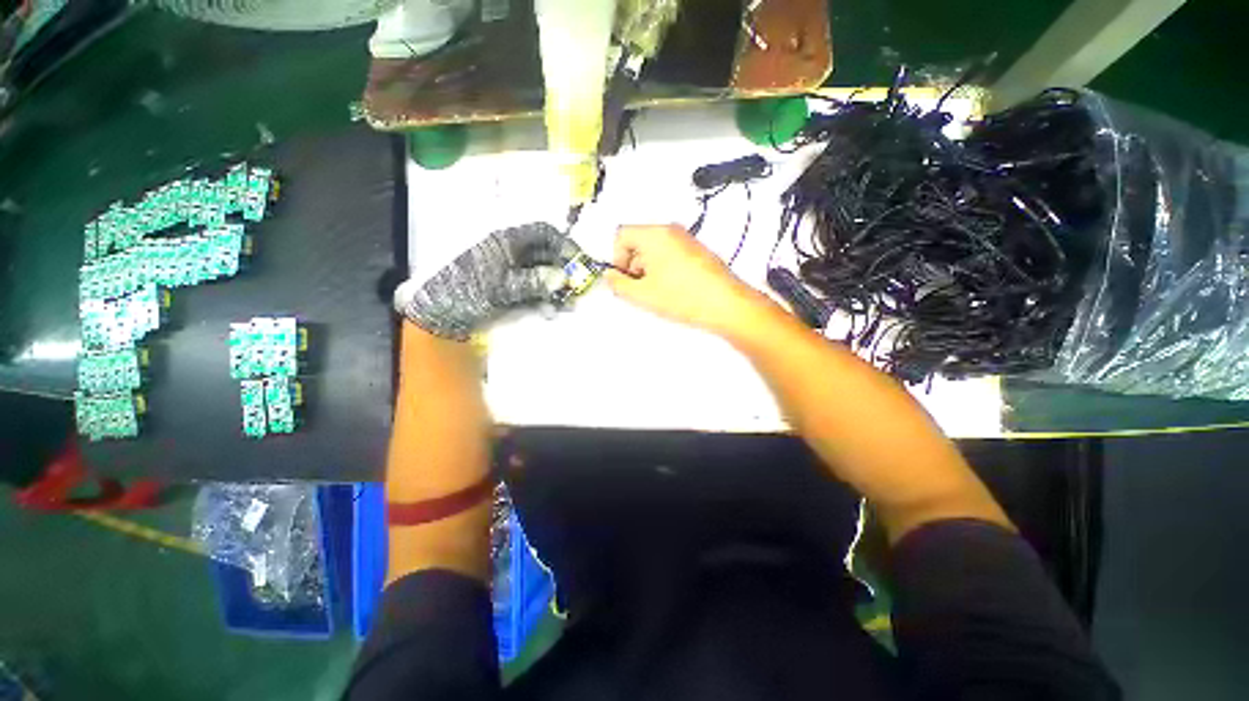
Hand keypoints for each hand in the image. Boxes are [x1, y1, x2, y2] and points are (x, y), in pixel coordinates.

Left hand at [394, 223, 578, 339]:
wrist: (440, 313)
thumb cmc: (468, 292)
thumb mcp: (502, 286)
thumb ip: (534, 281)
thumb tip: (563, 278)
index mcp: (508, 242)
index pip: (543, 233)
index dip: (563, 243)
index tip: (578, 262)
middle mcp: (514, 254)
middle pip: (547, 256)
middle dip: (564, 272)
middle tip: (577, 290)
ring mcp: (513, 274)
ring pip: (543, 276)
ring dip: (557, 290)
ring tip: (566, 306)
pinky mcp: (511, 291)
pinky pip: (535, 292)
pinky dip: (545, 300)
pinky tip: (550, 312)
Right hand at [606, 224, 764, 335]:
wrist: (726, 304)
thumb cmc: (681, 297)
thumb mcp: (643, 295)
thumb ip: (618, 285)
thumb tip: (609, 276)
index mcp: (654, 234)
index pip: (622, 235)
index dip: (616, 258)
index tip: (625, 280)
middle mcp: (670, 230)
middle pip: (639, 241)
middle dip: (633, 264)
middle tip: (640, 289)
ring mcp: (687, 239)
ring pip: (655, 249)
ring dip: (648, 268)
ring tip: (659, 293)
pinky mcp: (698, 250)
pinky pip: (671, 254)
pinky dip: (664, 268)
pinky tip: (674, 290)